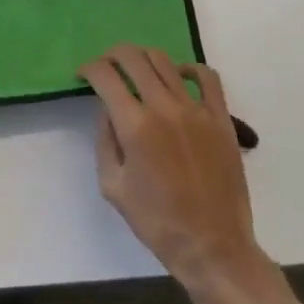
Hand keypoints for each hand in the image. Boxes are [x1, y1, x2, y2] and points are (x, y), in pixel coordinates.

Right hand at [80, 45, 267, 301]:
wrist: (213, 248)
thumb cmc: (157, 222)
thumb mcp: (113, 185)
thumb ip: (105, 140)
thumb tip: (108, 109)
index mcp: (135, 125)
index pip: (105, 75)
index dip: (88, 69)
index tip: (83, 75)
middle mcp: (164, 107)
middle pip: (133, 57)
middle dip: (112, 55)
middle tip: (106, 67)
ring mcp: (196, 110)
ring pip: (164, 61)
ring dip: (143, 59)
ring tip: (137, 72)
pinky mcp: (221, 119)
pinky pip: (207, 77)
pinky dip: (189, 68)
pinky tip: (178, 76)